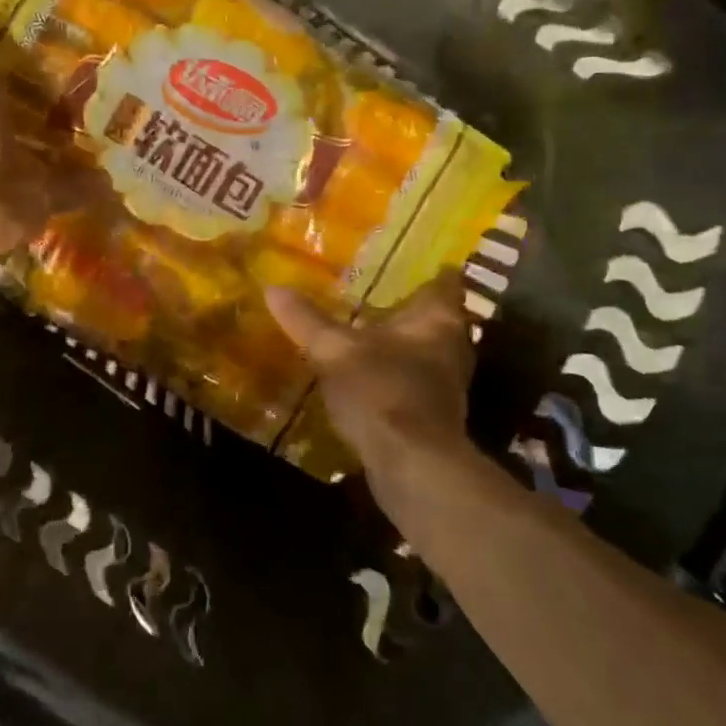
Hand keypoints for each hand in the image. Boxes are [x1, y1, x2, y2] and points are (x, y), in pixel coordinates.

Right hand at [266, 272, 492, 509]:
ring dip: (400, 340)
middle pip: (435, 314)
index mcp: (437, 318)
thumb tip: (273, 288)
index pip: (444, 279)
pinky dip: (395, 370)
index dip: (425, 266)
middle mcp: (453, 344)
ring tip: (362, 329)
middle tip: (370, 290)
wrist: (413, 467)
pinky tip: (366, 371)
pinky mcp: (436, 411)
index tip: (399, 258)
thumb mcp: (333, 350)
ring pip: (425, 347)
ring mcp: (448, 381)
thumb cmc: (381, 391)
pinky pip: (415, 377)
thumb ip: (305, 319)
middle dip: (406, 304)